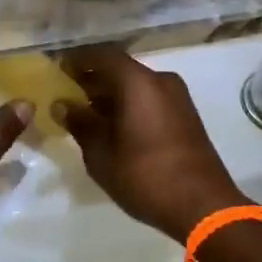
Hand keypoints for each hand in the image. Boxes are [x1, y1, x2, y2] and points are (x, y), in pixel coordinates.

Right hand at [54, 45, 246, 243]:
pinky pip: (150, 99)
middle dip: (93, 79)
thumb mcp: (101, 154)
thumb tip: (63, 105)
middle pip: (120, 69)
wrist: (204, 206)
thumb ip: (80, 123)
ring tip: (86, 114)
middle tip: (67, 94)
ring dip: (111, 94)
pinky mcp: (185, 116)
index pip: (102, 55)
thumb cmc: (145, 175)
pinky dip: (129, 105)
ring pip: (136, 85)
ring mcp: (177, 98)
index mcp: (138, 82)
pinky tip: (113, 128)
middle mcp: (160, 81)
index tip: (58, 69)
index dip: (78, 59)